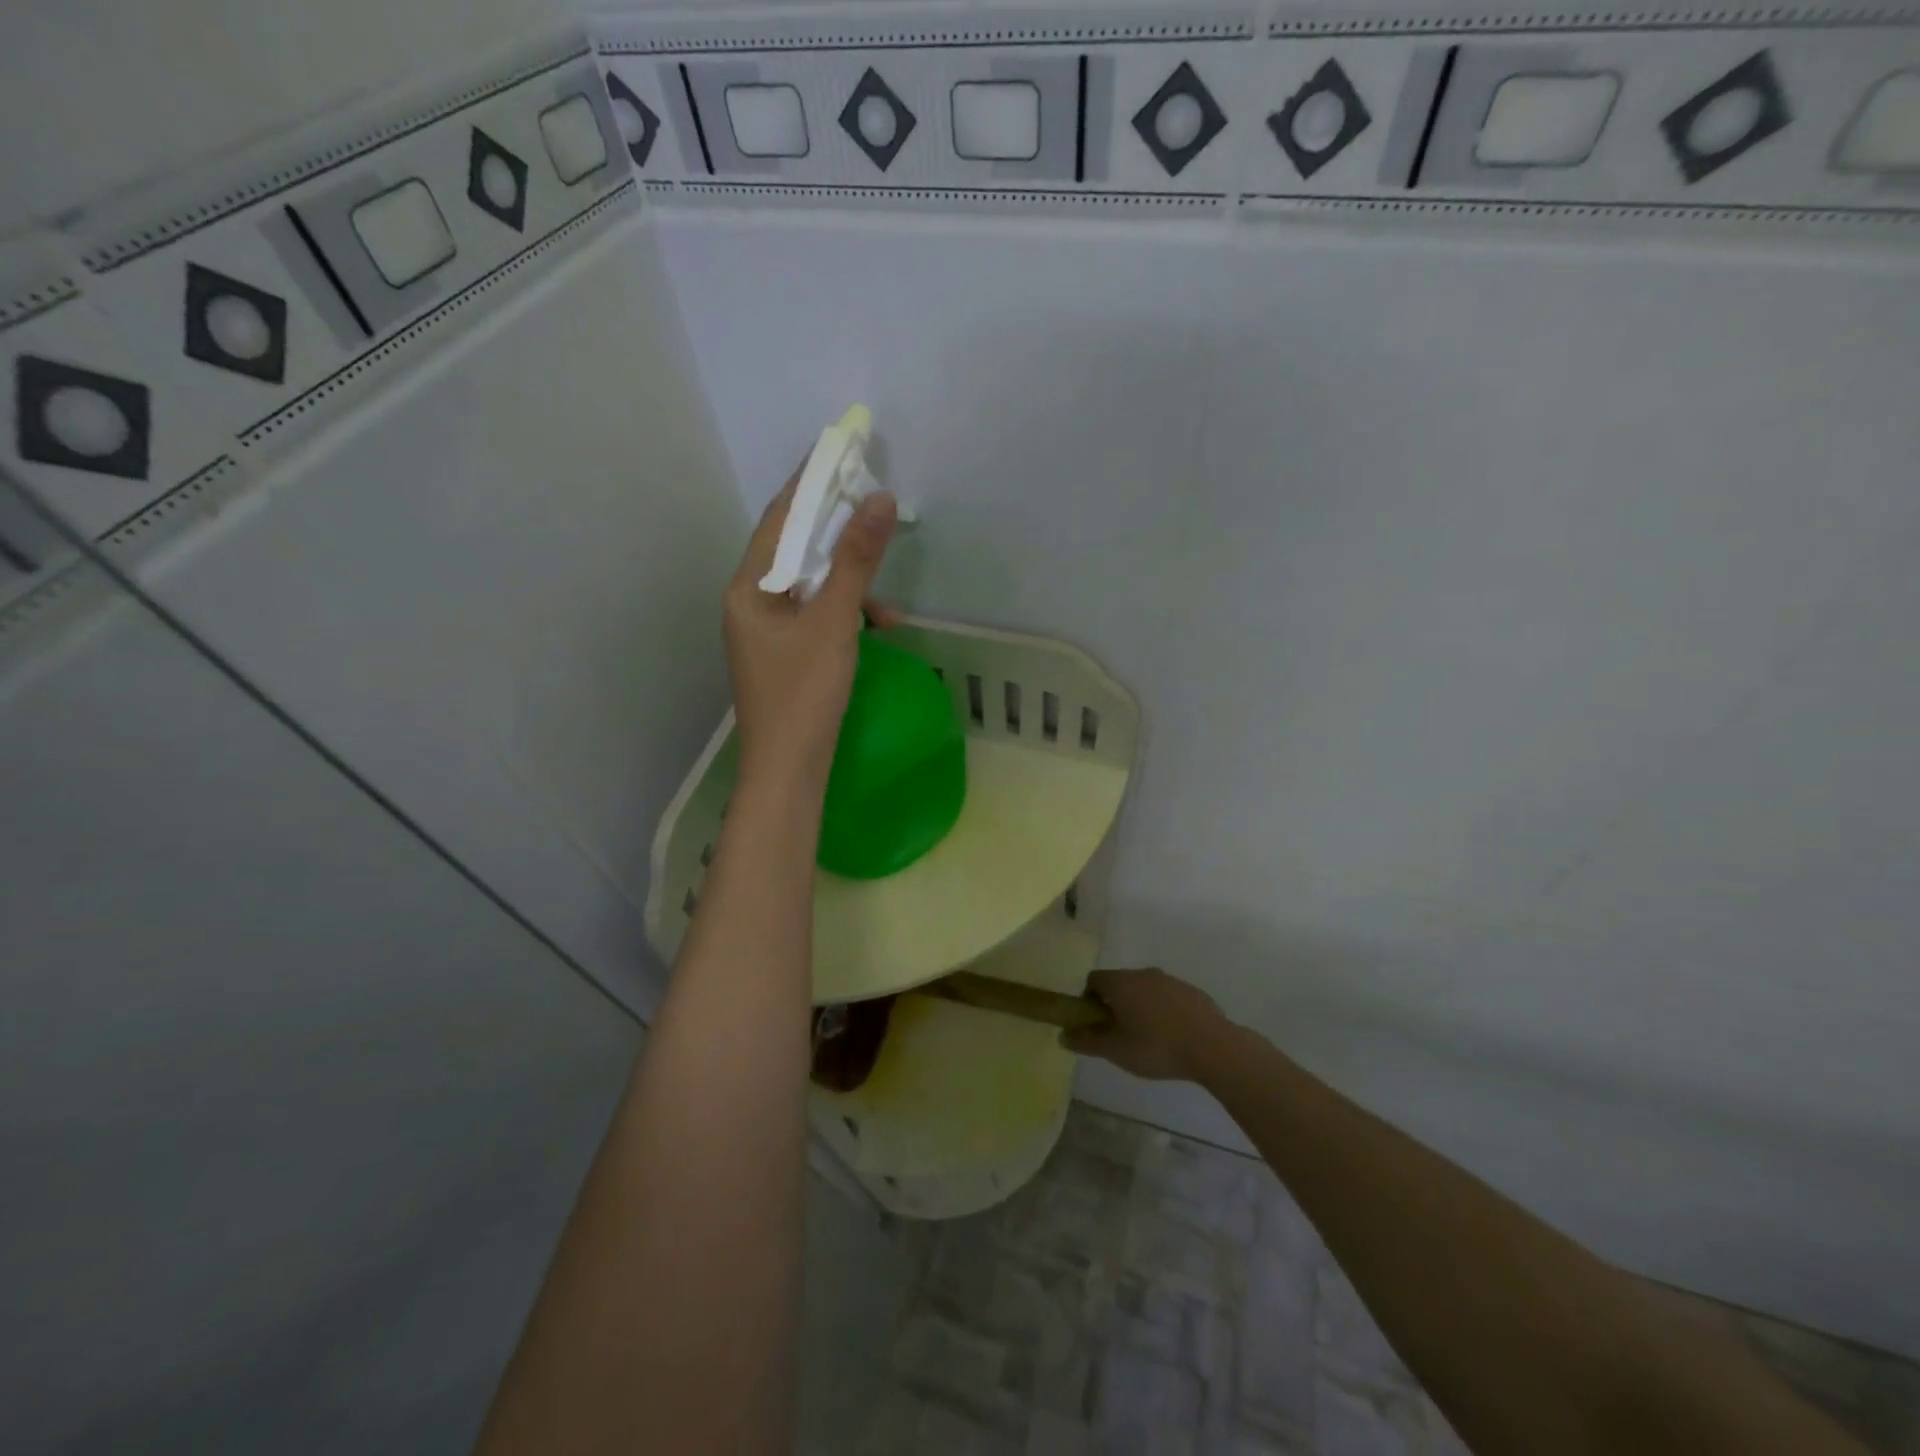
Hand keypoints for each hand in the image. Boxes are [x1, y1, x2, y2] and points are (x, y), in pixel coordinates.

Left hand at [724, 467, 897, 789]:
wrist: (787, 773)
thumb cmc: (803, 695)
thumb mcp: (834, 623)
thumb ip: (856, 561)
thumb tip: (880, 499)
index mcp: (746, 588)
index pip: (779, 519)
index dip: (811, 483)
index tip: (842, 450)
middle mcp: (749, 603)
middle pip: (794, 551)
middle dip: (837, 533)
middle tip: (874, 510)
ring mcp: (765, 632)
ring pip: (810, 587)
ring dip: (849, 585)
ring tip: (886, 605)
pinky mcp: (784, 655)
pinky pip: (816, 617)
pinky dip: (846, 616)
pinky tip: (877, 629)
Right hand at [1062, 968, 1233, 1081]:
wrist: (1212, 1046)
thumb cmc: (1156, 1047)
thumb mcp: (1116, 1050)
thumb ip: (1087, 1041)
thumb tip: (1063, 1035)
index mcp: (1121, 983)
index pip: (1093, 980)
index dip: (1088, 1000)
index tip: (1096, 1023)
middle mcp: (1143, 974)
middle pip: (1119, 983)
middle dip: (1115, 1004)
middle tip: (1120, 1034)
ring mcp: (1170, 980)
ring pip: (1145, 989)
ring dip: (1140, 1006)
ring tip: (1148, 1038)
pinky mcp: (1191, 991)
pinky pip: (1167, 996)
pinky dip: (1163, 1010)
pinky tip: (1172, 1036)